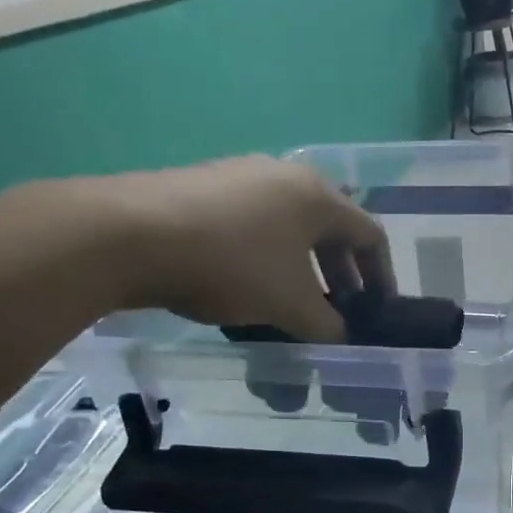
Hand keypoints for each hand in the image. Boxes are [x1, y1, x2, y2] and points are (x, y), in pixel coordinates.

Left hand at [58, 157, 394, 342]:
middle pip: (331, 228)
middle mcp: (285, 177)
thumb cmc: (232, 265)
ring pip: (290, 227)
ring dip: (303, 267)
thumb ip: (326, 324)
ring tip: (296, 303)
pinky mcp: (204, 188)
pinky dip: (267, 257)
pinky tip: (249, 287)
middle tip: (341, 309)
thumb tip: (341, 336)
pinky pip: (254, 225)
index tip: (378, 310)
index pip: (370, 235)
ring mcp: (241, 177)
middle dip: (341, 273)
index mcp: (318, 197)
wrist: (131, 235)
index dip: (382, 276)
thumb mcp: (290, 304)